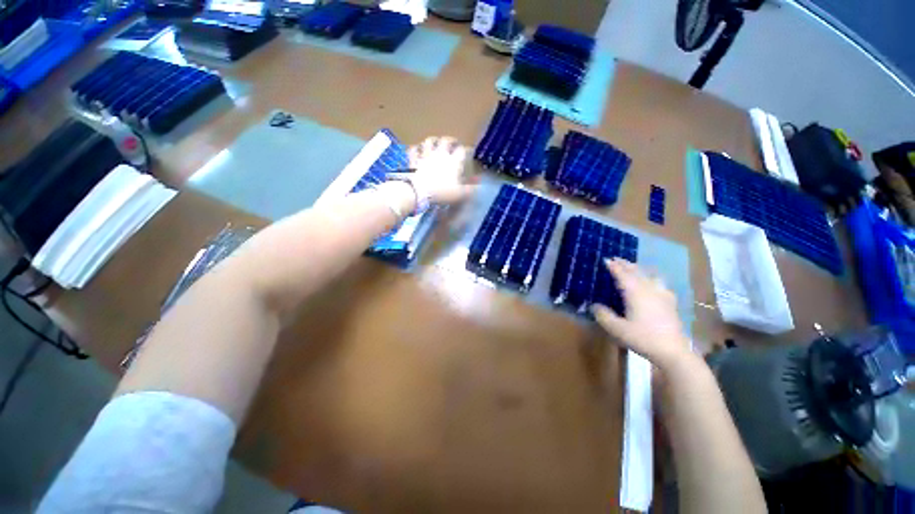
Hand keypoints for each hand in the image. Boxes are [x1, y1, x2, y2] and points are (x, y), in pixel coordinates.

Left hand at [406, 136, 475, 204]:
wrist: (419, 192)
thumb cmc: (442, 193)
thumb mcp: (460, 194)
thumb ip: (470, 189)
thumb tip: (478, 185)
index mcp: (454, 161)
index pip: (462, 151)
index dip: (466, 150)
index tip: (468, 152)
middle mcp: (440, 154)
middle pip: (446, 141)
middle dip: (451, 140)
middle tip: (453, 142)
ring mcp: (425, 155)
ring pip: (430, 141)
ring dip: (433, 140)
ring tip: (435, 142)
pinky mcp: (413, 160)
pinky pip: (413, 150)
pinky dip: (415, 149)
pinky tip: (416, 149)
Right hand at [590, 258, 691, 370]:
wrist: (673, 352)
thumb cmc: (643, 338)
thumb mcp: (617, 329)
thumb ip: (603, 315)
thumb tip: (594, 305)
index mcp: (635, 292)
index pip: (622, 274)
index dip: (613, 266)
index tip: (605, 259)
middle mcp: (649, 289)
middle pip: (636, 272)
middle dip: (625, 264)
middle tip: (616, 259)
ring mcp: (662, 295)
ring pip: (649, 276)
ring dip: (639, 269)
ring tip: (633, 268)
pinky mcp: (670, 303)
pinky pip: (660, 284)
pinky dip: (652, 279)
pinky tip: (653, 284)